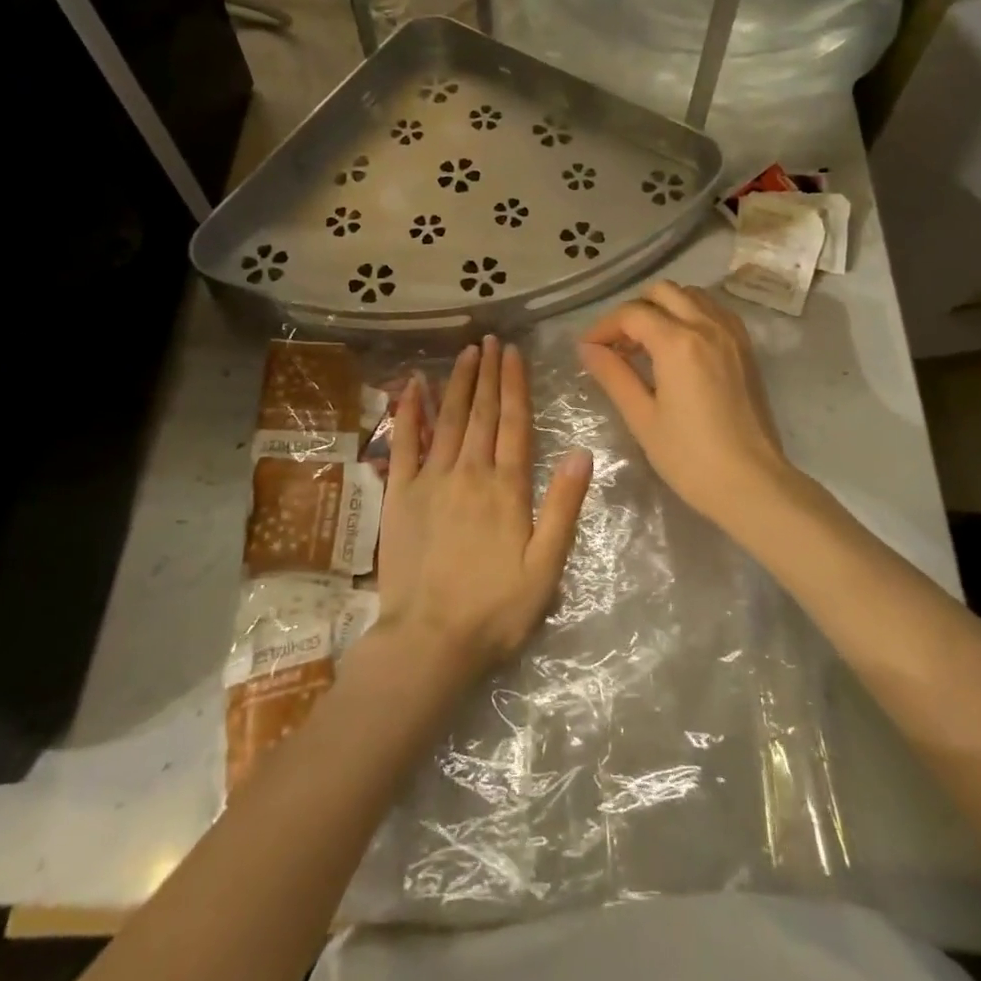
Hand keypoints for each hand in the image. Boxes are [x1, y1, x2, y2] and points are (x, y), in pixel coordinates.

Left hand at [374, 337, 592, 677]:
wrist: (428, 641)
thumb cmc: (495, 610)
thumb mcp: (545, 567)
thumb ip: (563, 507)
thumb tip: (581, 452)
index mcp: (506, 488)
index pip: (513, 423)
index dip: (514, 384)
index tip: (514, 352)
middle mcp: (468, 472)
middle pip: (481, 412)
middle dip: (487, 373)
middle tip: (490, 339)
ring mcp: (430, 480)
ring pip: (447, 419)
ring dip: (457, 383)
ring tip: (465, 352)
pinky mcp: (399, 494)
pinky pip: (404, 444)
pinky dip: (409, 412)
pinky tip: (413, 387)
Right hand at [578, 281, 790, 525]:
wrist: (752, 484)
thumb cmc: (690, 457)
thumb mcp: (642, 418)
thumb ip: (613, 375)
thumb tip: (587, 349)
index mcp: (678, 342)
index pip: (632, 313)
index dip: (604, 326)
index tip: (588, 348)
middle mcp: (707, 326)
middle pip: (662, 292)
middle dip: (634, 310)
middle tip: (618, 344)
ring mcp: (732, 334)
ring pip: (691, 296)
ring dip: (664, 308)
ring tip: (647, 343)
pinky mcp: (746, 348)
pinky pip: (714, 311)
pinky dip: (691, 315)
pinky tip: (680, 346)